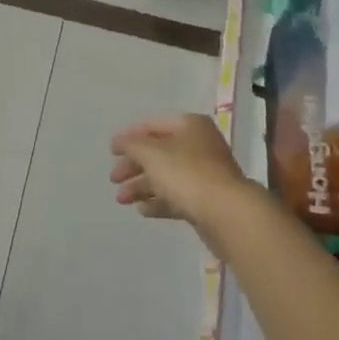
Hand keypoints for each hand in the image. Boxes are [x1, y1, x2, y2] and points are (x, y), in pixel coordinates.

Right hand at [109, 114, 245, 225]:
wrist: (227, 213)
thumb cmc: (187, 174)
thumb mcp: (152, 153)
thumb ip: (132, 145)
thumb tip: (121, 141)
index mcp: (190, 126)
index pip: (153, 126)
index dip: (130, 136)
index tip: (111, 152)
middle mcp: (199, 145)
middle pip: (159, 152)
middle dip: (134, 166)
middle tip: (113, 180)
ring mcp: (205, 174)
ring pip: (167, 176)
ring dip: (142, 186)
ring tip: (122, 200)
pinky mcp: (206, 200)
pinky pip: (177, 196)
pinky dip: (159, 201)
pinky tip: (143, 210)